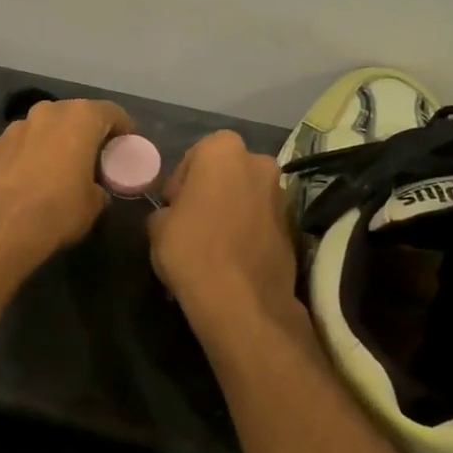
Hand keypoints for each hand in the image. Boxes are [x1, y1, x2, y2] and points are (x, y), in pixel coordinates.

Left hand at [0, 98, 132, 274]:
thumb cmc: (57, 210)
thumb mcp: (94, 205)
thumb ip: (99, 188)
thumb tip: (94, 190)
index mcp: (79, 118)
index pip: (111, 112)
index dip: (123, 129)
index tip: (125, 147)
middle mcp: (46, 112)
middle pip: (74, 115)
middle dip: (85, 133)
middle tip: (92, 158)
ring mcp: (14, 127)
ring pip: (43, 128)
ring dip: (53, 143)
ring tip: (57, 170)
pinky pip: (19, 146)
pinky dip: (27, 156)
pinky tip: (27, 181)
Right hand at [148, 130, 301, 326]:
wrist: (242, 301)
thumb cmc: (191, 250)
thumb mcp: (157, 226)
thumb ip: (167, 209)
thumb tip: (175, 214)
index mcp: (223, 151)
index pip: (197, 154)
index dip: (182, 180)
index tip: (174, 206)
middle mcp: (259, 163)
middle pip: (228, 171)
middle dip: (212, 189)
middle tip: (194, 219)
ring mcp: (282, 195)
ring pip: (248, 194)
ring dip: (233, 208)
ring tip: (215, 241)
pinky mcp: (294, 226)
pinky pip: (263, 219)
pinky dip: (250, 229)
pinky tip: (234, 255)